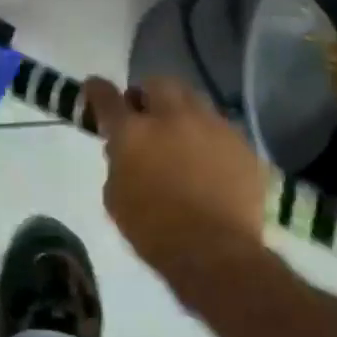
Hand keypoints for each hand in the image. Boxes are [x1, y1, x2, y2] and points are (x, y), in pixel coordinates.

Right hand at [83, 76, 272, 296]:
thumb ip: (118, 162)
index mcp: (133, 132)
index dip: (97, 89)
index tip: (94, 88)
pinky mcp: (241, 144)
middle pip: (158, 83)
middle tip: (144, 113)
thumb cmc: (153, 230)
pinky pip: (220, 128)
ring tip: (180, 133)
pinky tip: (208, 160)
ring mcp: (212, 127)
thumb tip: (124, 150)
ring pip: (194, 99)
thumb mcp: (115, 196)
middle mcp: (172, 118)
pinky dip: (208, 136)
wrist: (214, 252)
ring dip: (180, 110)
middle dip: (147, 94)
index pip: (107, 96)